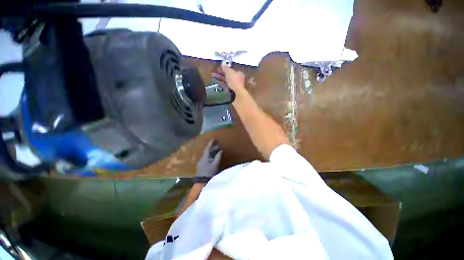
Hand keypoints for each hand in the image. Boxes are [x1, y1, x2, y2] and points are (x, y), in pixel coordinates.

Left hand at [196, 139, 222, 177]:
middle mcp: (202, 158)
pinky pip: (208, 158)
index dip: (211, 143)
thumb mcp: (215, 165)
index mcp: (205, 157)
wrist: (201, 181)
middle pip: (208, 151)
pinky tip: (214, 157)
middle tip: (218, 144)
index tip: (214, 139)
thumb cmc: (209, 172)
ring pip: (208, 154)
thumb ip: (218, 157)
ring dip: (212, 151)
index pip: (208, 148)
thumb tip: (220, 151)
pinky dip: (211, 155)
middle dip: (213, 147)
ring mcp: (202, 162)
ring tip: (218, 150)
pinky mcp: (203, 165)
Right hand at [212, 64, 245, 91]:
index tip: (219, 70)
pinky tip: (219, 85)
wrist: (237, 93)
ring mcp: (237, 86)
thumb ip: (226, 68)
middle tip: (215, 74)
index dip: (225, 70)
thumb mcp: (229, 72)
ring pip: (228, 82)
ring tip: (215, 78)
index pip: (232, 70)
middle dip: (222, 75)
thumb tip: (223, 63)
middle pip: (230, 76)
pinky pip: (227, 87)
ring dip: (222, 80)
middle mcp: (239, 80)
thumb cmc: (234, 81)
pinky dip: (223, 85)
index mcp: (240, 74)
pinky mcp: (234, 91)